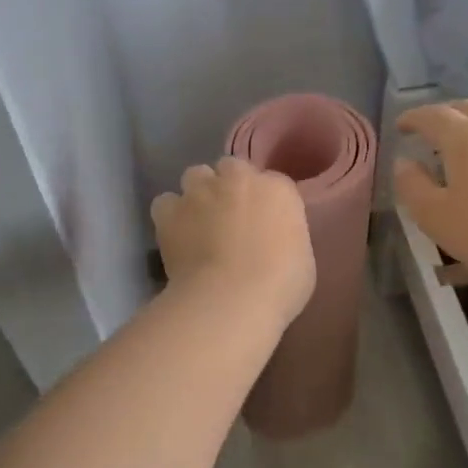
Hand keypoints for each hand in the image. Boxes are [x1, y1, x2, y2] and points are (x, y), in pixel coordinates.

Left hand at [152, 157, 315, 328]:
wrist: (231, 299)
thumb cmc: (279, 286)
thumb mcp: (301, 258)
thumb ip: (285, 236)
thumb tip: (272, 241)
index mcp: (278, 189)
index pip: (272, 182)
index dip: (264, 201)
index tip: (262, 222)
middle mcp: (238, 179)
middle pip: (231, 168)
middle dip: (230, 187)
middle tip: (230, 218)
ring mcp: (200, 191)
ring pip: (195, 176)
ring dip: (198, 194)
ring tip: (199, 222)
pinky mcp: (169, 211)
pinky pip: (166, 203)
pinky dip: (170, 215)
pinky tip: (175, 235)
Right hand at [392, 101, 467, 271]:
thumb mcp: (432, 214)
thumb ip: (411, 184)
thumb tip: (404, 163)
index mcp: (463, 136)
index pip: (432, 115)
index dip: (413, 118)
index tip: (401, 126)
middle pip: (465, 107)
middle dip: (443, 114)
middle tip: (428, 130)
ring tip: (460, 141)